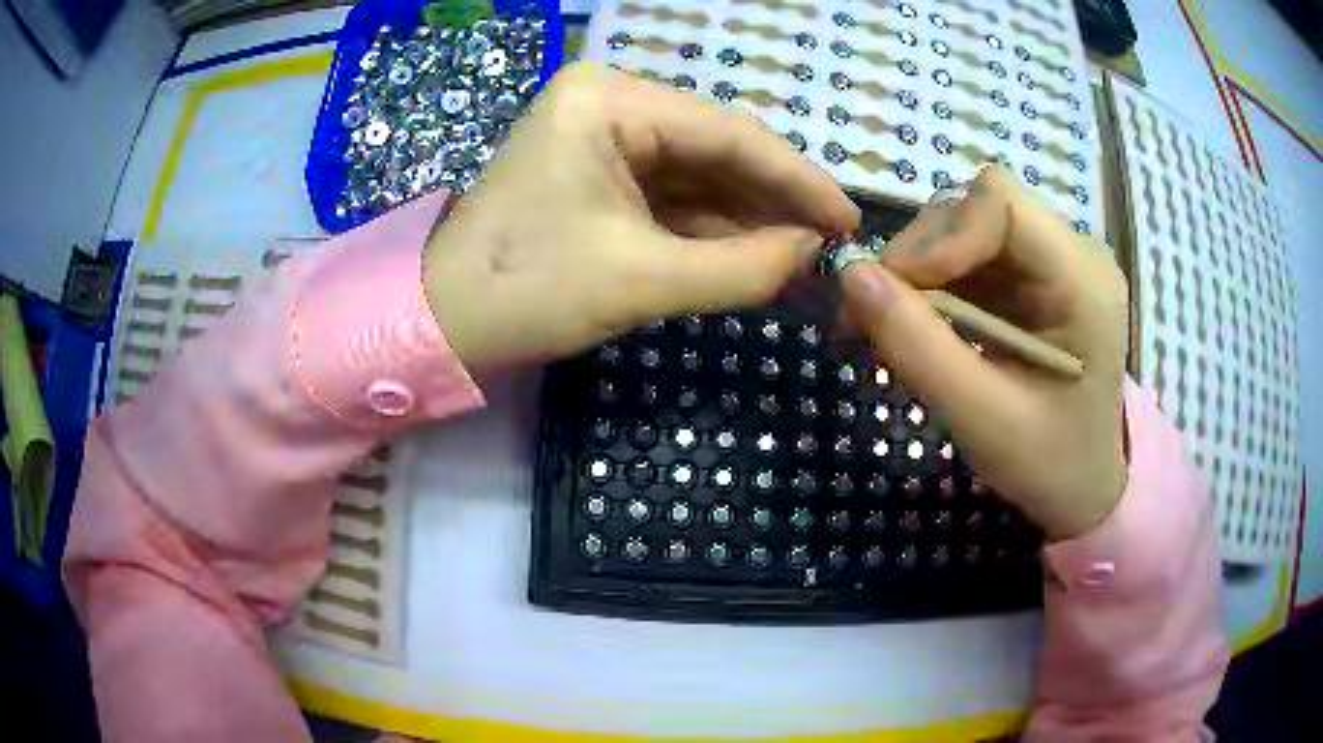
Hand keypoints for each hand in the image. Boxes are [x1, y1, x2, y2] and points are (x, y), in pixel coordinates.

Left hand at [422, 63, 858, 369]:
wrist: (440, 324)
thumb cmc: (525, 291)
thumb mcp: (640, 279)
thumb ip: (742, 266)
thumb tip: (814, 255)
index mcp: (609, 99)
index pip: (727, 133)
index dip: (798, 180)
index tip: (850, 221)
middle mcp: (609, 102)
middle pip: (716, 149)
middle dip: (774, 202)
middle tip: (831, 247)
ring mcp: (602, 137)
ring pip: (698, 175)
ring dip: (748, 219)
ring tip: (803, 260)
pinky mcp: (598, 173)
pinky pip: (672, 196)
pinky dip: (713, 229)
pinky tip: (756, 255)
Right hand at [841, 165, 1128, 539]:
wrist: (1081, 482)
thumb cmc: (1047, 463)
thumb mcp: (981, 420)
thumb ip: (919, 348)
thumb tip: (851, 275)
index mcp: (1083, 282)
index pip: (1001, 204)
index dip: (941, 235)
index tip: (894, 288)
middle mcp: (1073, 252)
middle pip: (975, 210)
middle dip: (917, 256)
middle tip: (869, 314)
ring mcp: (1053, 258)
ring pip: (964, 226)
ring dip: (917, 269)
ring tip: (885, 322)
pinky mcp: (1031, 273)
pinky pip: (968, 254)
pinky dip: (931, 282)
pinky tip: (914, 321)